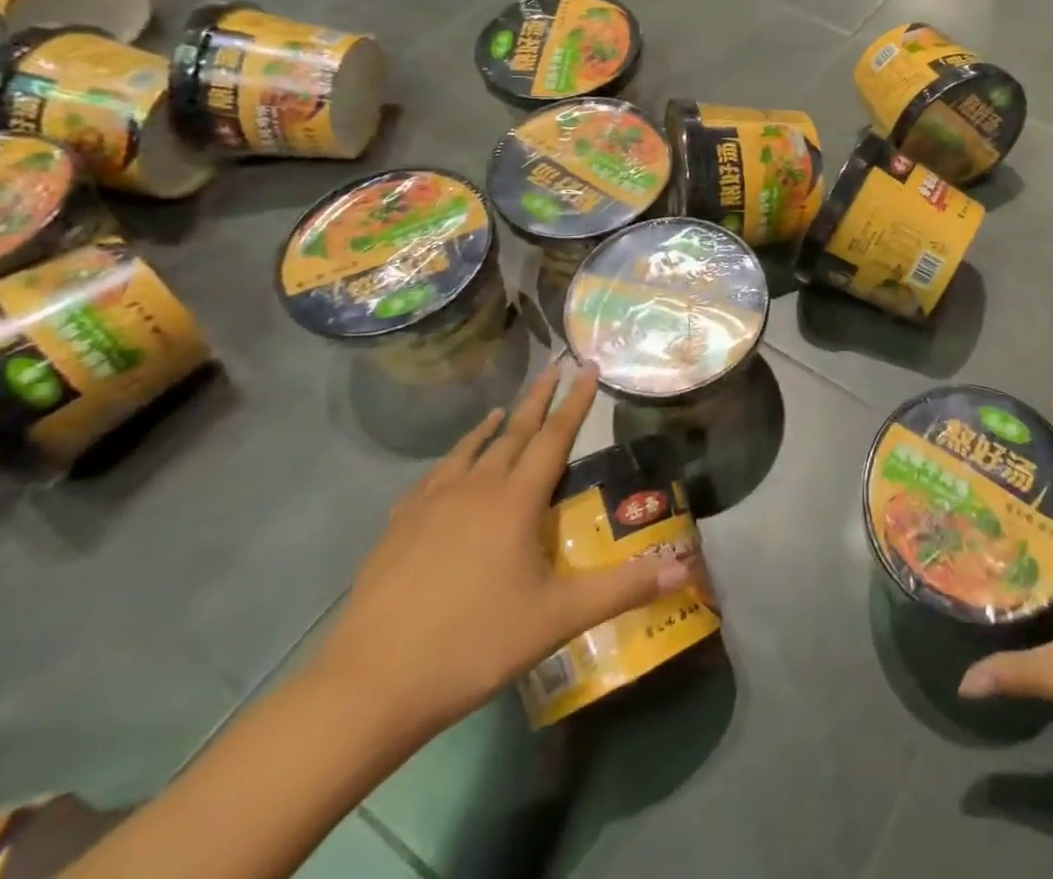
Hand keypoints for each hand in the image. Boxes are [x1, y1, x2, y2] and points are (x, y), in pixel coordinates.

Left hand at [312, 359, 688, 738]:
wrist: (368, 687)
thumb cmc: (472, 645)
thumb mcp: (557, 619)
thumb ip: (622, 589)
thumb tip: (685, 568)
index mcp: (515, 501)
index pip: (554, 437)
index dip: (575, 402)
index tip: (587, 365)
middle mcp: (475, 489)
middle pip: (513, 432)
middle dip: (538, 398)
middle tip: (554, 366)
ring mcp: (430, 506)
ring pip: (470, 451)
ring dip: (493, 425)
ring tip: (504, 408)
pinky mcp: (398, 528)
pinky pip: (434, 477)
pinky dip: (453, 458)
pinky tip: (450, 467)